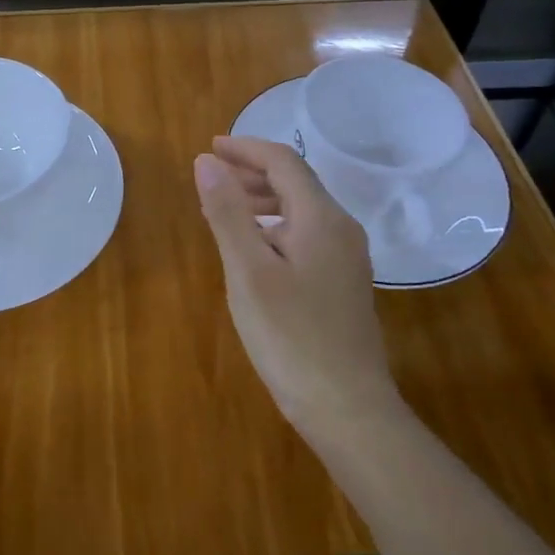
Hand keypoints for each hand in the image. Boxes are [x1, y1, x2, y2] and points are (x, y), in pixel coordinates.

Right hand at [193, 136, 405, 453]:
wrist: (347, 407)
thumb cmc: (291, 337)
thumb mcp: (248, 271)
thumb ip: (227, 213)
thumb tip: (207, 161)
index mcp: (321, 218)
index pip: (284, 162)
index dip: (246, 148)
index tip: (210, 147)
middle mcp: (341, 228)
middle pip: (296, 181)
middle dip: (252, 171)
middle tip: (211, 175)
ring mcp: (347, 257)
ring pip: (302, 209)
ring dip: (263, 198)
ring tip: (225, 205)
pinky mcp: (343, 282)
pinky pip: (307, 233)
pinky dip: (275, 224)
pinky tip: (255, 246)